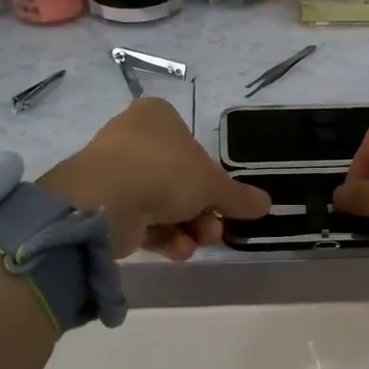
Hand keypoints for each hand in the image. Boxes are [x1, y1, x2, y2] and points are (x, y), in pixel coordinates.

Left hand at [39, 98, 270, 260]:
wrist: (105, 200)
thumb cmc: (164, 172)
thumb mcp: (213, 185)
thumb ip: (239, 196)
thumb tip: (266, 204)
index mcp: (157, 117)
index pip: (191, 145)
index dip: (210, 177)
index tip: (222, 202)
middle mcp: (132, 138)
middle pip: (179, 179)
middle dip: (201, 211)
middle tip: (214, 231)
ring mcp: (114, 171)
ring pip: (161, 202)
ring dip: (186, 227)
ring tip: (199, 243)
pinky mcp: (102, 203)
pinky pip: (140, 219)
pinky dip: (162, 235)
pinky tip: (178, 251)